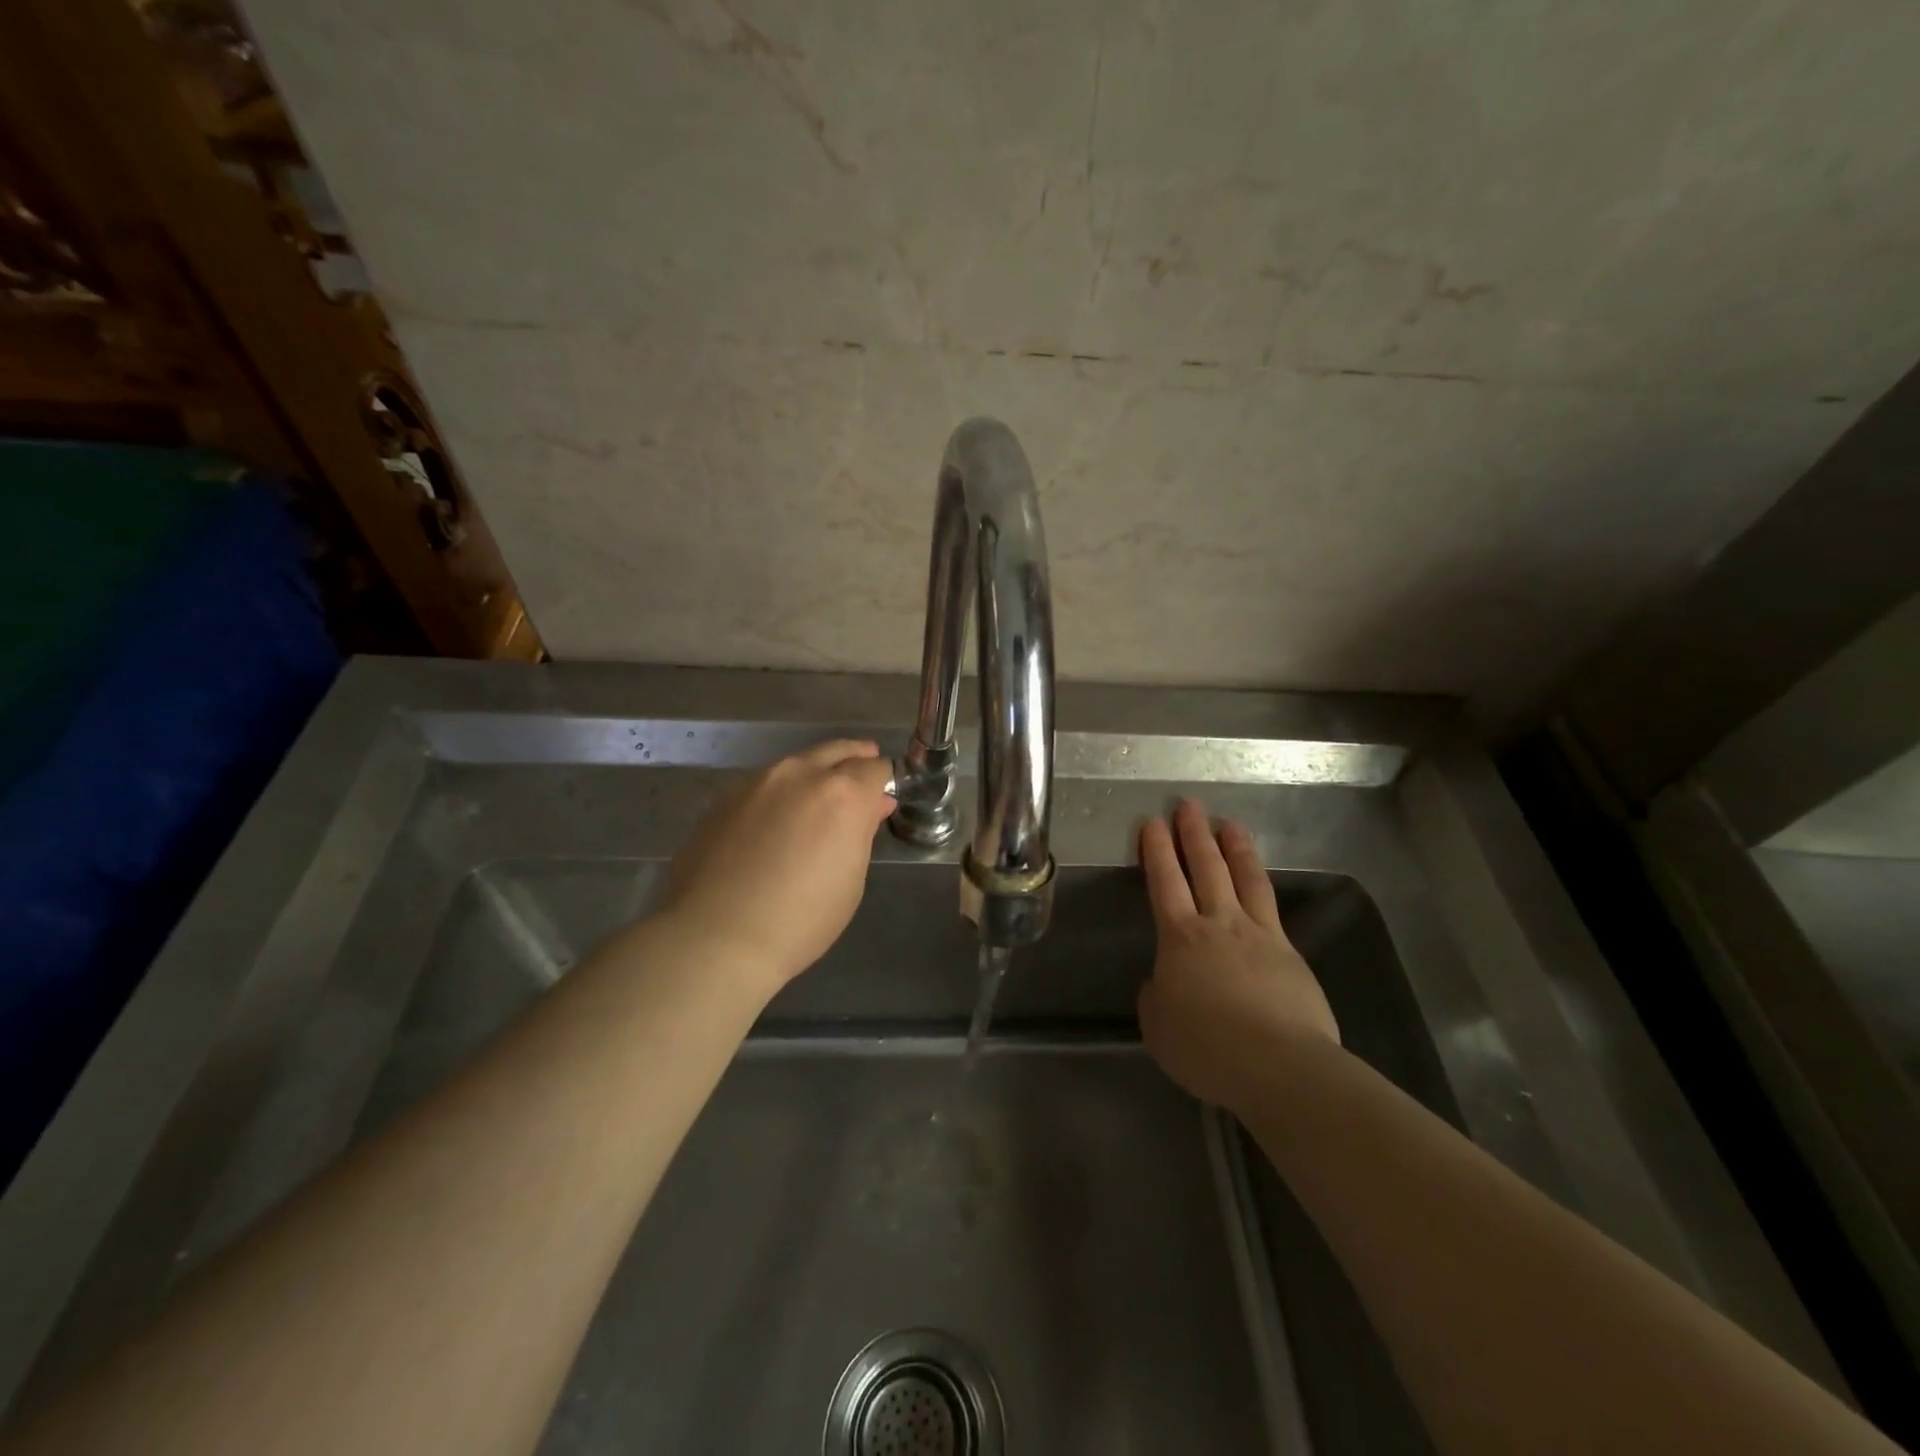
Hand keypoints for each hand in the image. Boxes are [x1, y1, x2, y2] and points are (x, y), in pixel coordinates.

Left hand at [656, 739, 896, 992]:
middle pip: (837, 750)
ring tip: (817, 801)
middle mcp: (800, 775)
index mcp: (842, 794)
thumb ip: (860, 834)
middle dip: (854, 759)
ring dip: (814, 774)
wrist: (714, 937)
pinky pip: (764, 785)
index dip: (884, 781)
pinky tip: (775, 821)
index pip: (876, 768)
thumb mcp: (850, 882)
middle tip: (861, 779)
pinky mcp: (724, 799)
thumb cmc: (800, 920)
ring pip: (797, 764)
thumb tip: (870, 807)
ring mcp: (757, 782)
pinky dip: (780, 794)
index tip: (884, 798)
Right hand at [1137, 799, 1340, 1110]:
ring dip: (1235, 848)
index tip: (1152, 822)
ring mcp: (1260, 934)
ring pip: (1245, 878)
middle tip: (1189, 805)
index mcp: (1180, 937)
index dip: (1157, 850)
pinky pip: (1272, 907)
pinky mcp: (1290, 952)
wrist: (1280, 1066)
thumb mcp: (1158, 1026)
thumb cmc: (1207, 1047)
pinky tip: (1260, 882)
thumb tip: (1164, 981)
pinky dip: (1261, 886)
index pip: (1164, 881)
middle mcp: (1219, 923)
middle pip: (1206, 867)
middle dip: (1194, 834)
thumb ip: (1156, 996)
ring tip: (1229, 824)